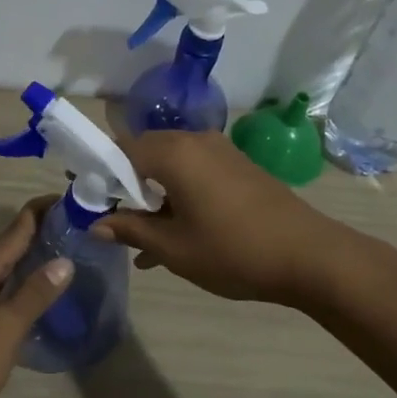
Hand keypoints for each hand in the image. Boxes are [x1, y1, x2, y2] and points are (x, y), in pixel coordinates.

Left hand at [0, 200, 73, 397]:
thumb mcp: (6, 329)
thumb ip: (34, 294)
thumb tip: (64, 260)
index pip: (14, 229)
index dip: (41, 213)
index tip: (71, 201)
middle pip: (4, 248)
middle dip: (37, 237)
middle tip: (75, 232)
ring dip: (24, 263)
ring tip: (59, 261)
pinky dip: (11, 287)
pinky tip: (27, 300)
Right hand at [94, 129, 359, 305]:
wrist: (311, 256)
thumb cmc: (233, 251)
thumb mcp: (173, 247)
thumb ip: (130, 230)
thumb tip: (96, 224)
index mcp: (174, 153)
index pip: (120, 149)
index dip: (98, 173)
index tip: (86, 199)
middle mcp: (196, 141)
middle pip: (145, 154)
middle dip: (125, 186)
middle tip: (111, 219)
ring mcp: (221, 153)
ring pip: (171, 167)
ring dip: (152, 197)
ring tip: (141, 239)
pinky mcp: (239, 168)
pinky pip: (195, 174)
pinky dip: (178, 197)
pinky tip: (174, 236)